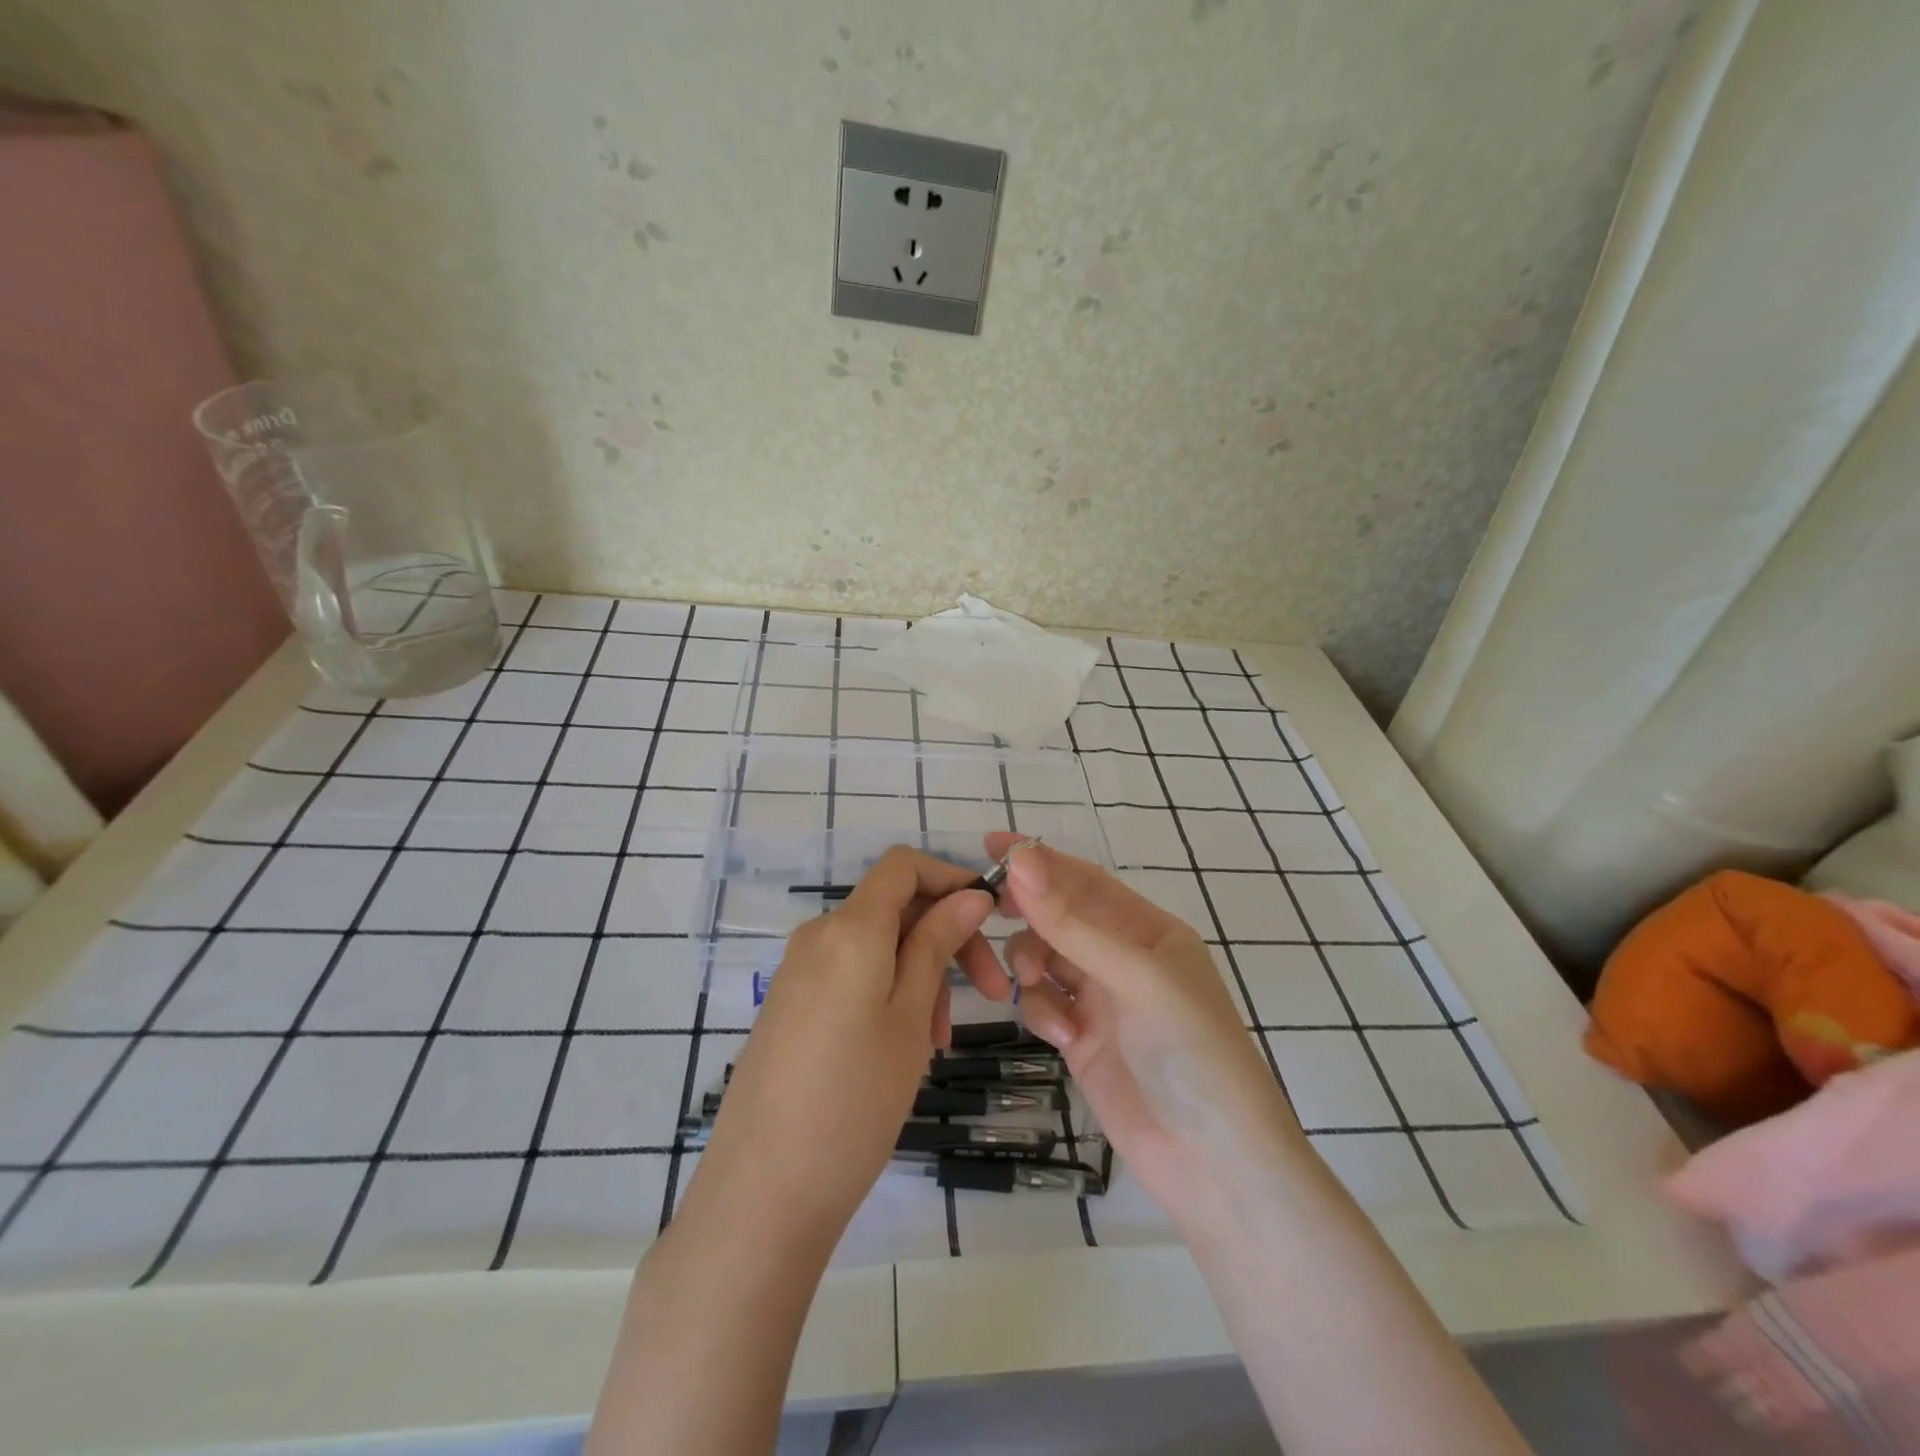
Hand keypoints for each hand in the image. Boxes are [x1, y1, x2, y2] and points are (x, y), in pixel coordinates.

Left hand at [684, 846, 1006, 1251]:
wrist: (762, 1193)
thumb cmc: (854, 1101)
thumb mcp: (910, 1017)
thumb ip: (936, 944)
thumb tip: (969, 894)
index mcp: (850, 928)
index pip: (902, 865)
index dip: (950, 877)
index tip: (990, 917)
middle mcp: (818, 936)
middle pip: (894, 907)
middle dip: (946, 935)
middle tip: (991, 992)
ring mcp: (798, 971)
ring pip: (876, 946)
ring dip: (920, 972)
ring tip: (940, 1039)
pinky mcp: (790, 1004)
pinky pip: (850, 974)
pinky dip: (888, 991)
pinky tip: (905, 1045)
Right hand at [987, 833, 1305, 1225]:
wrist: (1214, 1164)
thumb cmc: (1190, 1052)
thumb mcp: (1136, 978)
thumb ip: (1072, 923)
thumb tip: (1020, 860)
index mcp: (1148, 930)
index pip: (1086, 880)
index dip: (1041, 860)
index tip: (991, 843)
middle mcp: (1123, 958)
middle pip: (1060, 916)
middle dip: (1027, 909)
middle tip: (986, 905)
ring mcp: (1101, 1000)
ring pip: (1044, 958)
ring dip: (1030, 962)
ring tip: (1030, 982)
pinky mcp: (1081, 1040)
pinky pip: (1044, 1004)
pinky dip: (1042, 1011)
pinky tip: (1062, 1036)